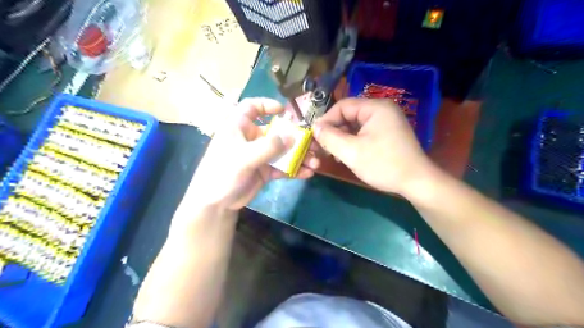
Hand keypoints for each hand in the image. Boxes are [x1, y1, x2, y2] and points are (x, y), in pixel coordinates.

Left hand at [188, 97, 318, 209]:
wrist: (216, 203)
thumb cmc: (223, 172)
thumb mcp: (244, 157)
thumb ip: (269, 146)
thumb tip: (293, 136)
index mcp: (239, 127)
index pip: (251, 107)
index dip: (267, 105)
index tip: (284, 111)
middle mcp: (251, 138)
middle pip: (276, 131)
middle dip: (295, 138)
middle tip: (313, 144)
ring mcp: (259, 155)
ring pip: (282, 151)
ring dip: (299, 156)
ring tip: (315, 163)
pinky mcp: (265, 171)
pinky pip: (282, 167)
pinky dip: (294, 169)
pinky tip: (307, 173)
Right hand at [314, 97, 432, 193]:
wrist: (416, 182)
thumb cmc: (383, 165)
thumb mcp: (351, 152)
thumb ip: (329, 138)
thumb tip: (315, 127)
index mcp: (375, 107)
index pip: (343, 106)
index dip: (326, 120)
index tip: (314, 136)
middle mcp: (381, 110)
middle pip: (349, 115)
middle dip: (334, 131)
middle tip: (322, 147)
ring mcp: (386, 122)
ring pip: (355, 125)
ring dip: (342, 138)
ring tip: (333, 154)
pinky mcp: (387, 133)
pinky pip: (363, 132)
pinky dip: (352, 142)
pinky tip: (346, 154)